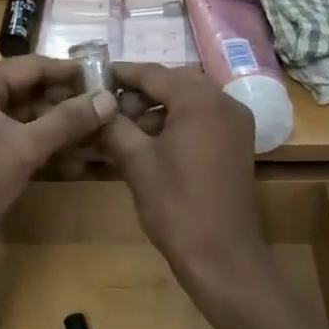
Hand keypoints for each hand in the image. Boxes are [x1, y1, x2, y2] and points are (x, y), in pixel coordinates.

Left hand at [0, 57, 115, 264]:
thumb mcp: (26, 147)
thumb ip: (68, 120)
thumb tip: (109, 98)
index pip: (34, 66)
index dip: (71, 73)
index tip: (108, 80)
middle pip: (31, 90)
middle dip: (68, 103)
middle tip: (109, 111)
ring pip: (27, 116)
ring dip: (59, 126)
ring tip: (99, 134)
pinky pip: (19, 137)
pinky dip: (44, 144)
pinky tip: (74, 158)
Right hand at [98, 62, 262, 293]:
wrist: (221, 255)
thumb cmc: (176, 205)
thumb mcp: (136, 161)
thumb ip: (114, 125)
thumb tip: (95, 105)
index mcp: (200, 100)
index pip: (153, 73)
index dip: (121, 74)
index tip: (92, 76)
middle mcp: (224, 102)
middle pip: (173, 84)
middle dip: (139, 94)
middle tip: (106, 108)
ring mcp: (235, 123)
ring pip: (188, 102)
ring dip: (156, 110)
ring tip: (122, 129)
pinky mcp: (237, 144)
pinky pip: (202, 120)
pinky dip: (175, 124)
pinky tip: (148, 143)